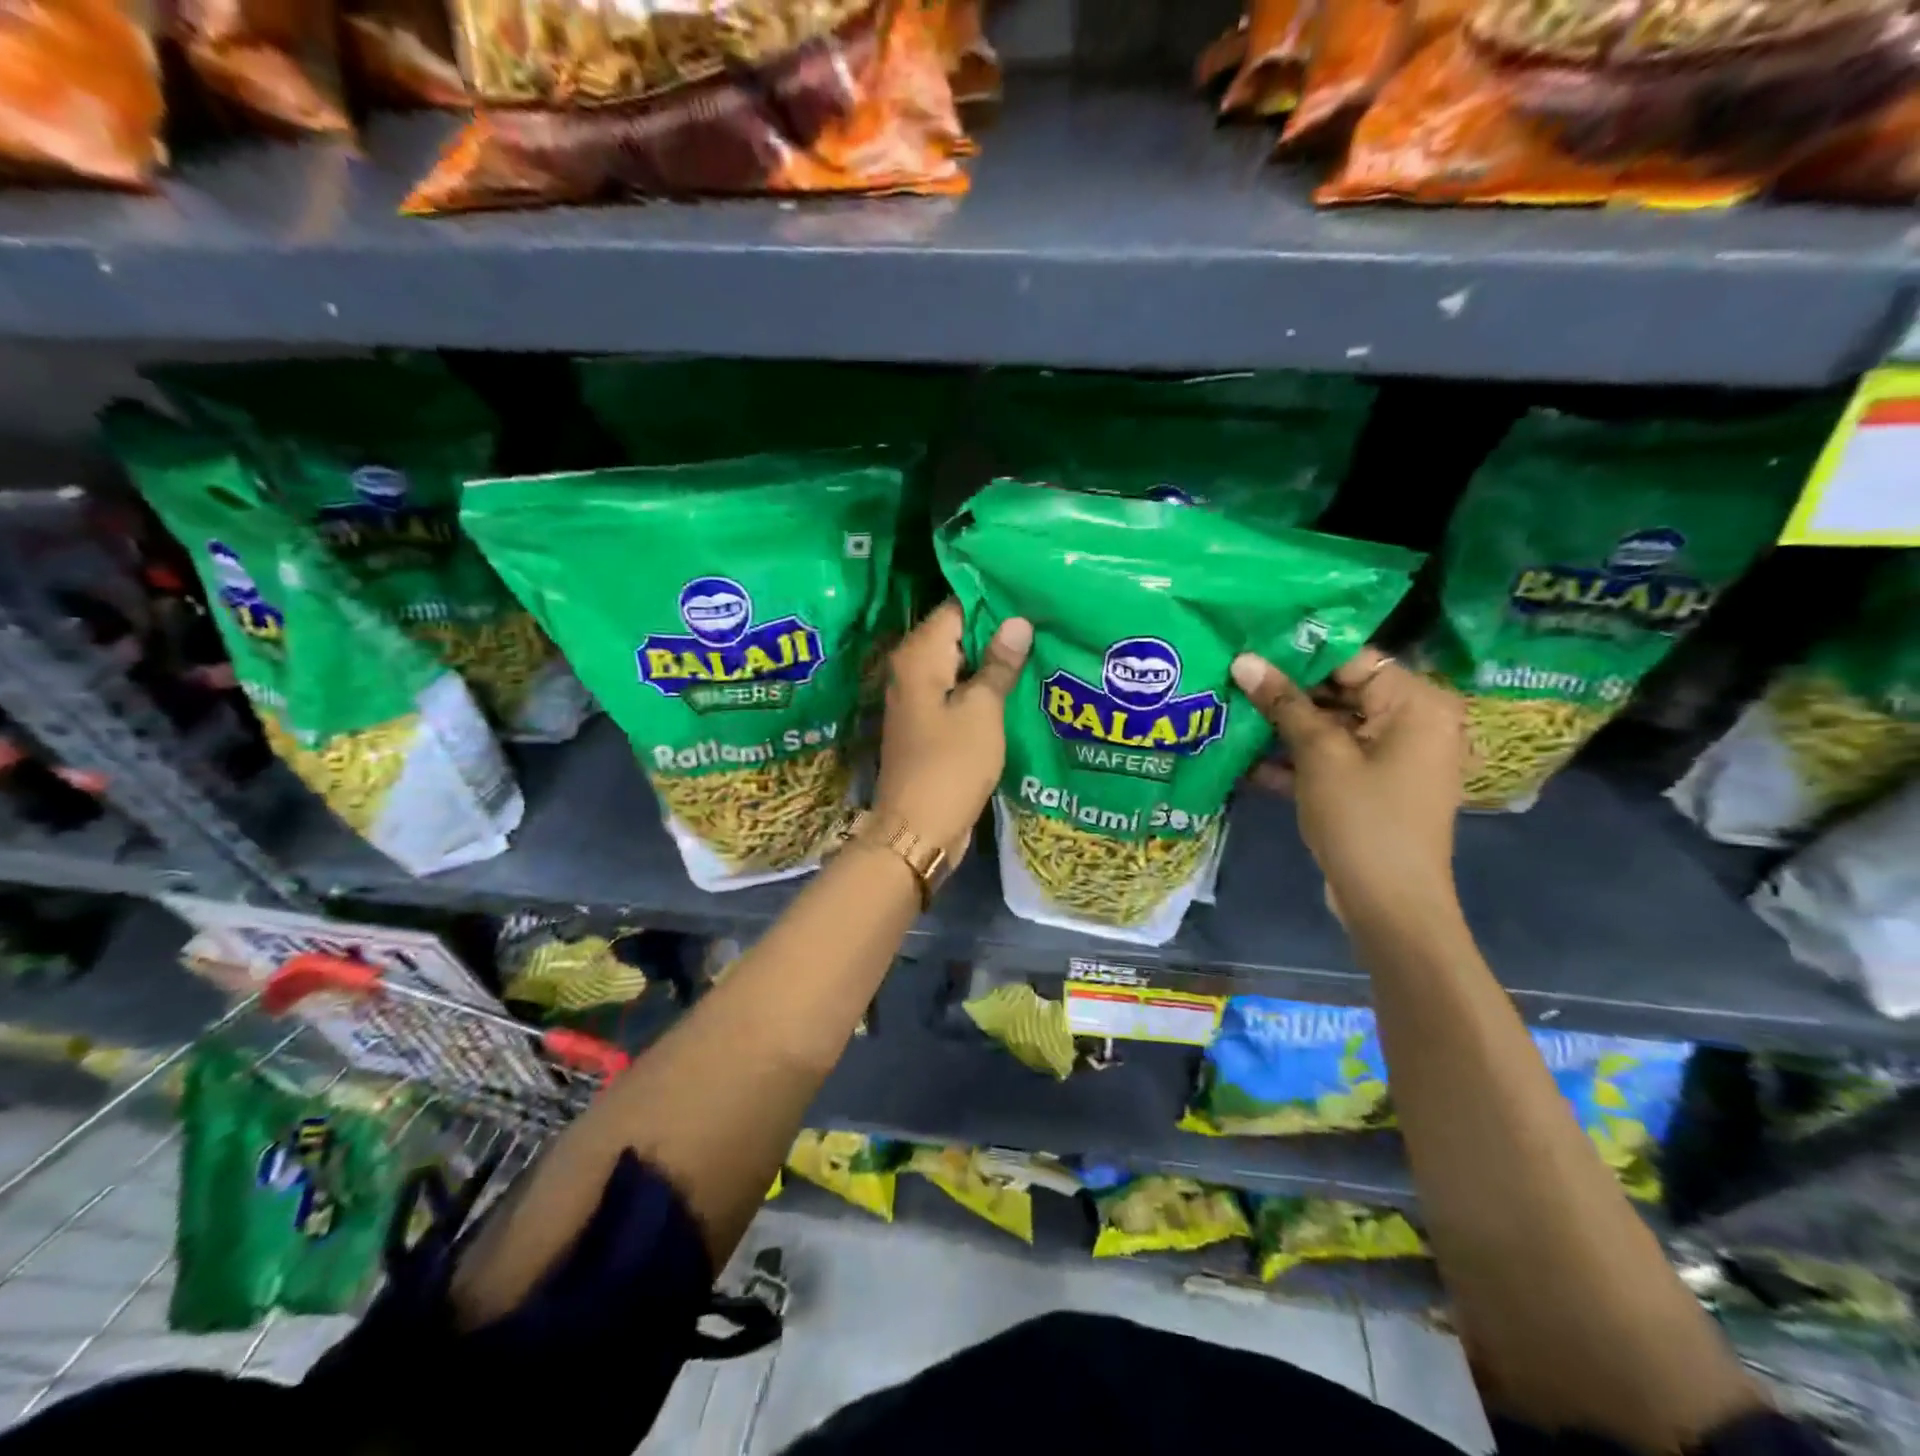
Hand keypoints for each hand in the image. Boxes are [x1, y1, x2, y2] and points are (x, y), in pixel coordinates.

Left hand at [875, 601, 1031, 860]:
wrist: (918, 829)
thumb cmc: (951, 764)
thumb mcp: (982, 711)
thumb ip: (999, 664)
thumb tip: (1017, 621)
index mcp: (919, 656)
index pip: (956, 606)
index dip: (993, 601)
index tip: (1032, 597)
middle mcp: (910, 669)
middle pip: (957, 634)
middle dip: (997, 630)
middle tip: (1044, 622)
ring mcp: (917, 698)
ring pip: (959, 664)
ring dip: (992, 661)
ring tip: (1040, 648)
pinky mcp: (927, 723)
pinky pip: (957, 691)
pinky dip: (981, 688)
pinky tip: (1016, 686)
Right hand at [1232, 647, 1467, 925]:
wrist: (1389, 905)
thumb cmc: (1363, 819)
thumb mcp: (1320, 755)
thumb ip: (1284, 703)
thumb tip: (1244, 660)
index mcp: (1416, 704)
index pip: (1351, 660)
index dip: (1298, 655)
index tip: (1248, 652)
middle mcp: (1412, 723)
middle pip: (1340, 692)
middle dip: (1285, 694)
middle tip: (1231, 682)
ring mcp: (1392, 758)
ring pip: (1331, 727)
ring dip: (1283, 729)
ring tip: (1229, 715)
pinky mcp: (1372, 786)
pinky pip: (1333, 759)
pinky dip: (1296, 760)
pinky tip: (1245, 762)